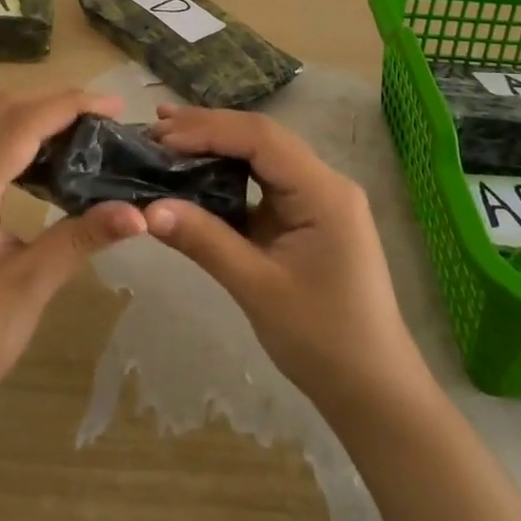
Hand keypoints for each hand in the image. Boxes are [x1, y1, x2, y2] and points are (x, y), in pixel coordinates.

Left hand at [0, 86, 146, 437]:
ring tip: (84, 129)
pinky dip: (19, 137)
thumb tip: (137, 212)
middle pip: (1, 111)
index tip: (116, 105)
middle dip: (54, 100)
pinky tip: (50, 161)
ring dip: (34, 114)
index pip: (21, 124)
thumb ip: (79, 241)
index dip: (69, 105)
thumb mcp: (27, 291)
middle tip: (105, 114)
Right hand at [143, 105, 420, 412]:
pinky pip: (263, 182)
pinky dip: (228, 175)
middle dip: (208, 130)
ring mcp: (317, 199)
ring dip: (216, 146)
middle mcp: (324, 183)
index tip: (159, 139)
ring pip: (261, 156)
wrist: (373, 390)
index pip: (261, 138)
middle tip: (153, 130)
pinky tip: (196, 173)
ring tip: (166, 140)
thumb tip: (147, 209)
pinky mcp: (306, 217)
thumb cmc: (322, 340)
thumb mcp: (257, 288)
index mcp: (323, 191)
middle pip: (261, 138)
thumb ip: (204, 240)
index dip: (208, 130)